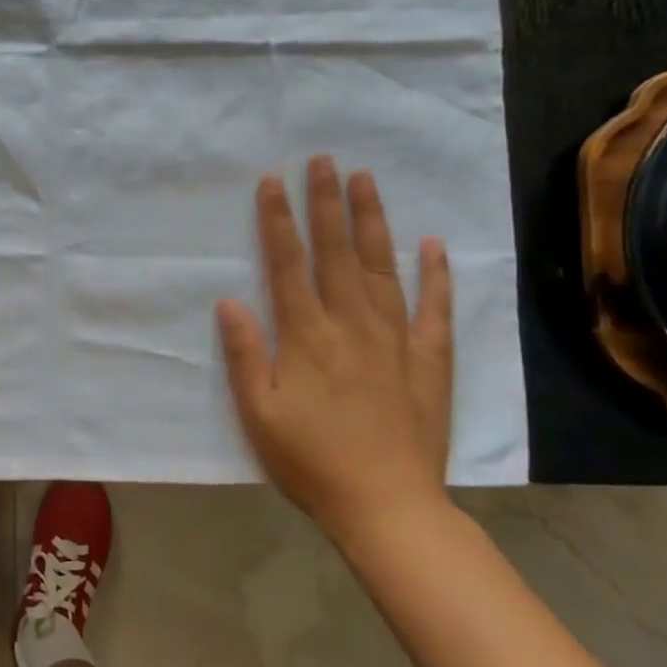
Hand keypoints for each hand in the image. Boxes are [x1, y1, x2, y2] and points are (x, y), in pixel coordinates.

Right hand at [216, 156, 454, 550]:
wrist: (387, 505)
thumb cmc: (311, 461)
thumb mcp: (259, 414)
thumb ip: (246, 355)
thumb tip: (230, 301)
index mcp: (307, 337)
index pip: (288, 265)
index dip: (278, 222)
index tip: (273, 182)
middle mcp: (352, 325)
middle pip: (337, 253)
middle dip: (327, 204)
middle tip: (325, 160)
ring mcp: (396, 339)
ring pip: (383, 267)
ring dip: (373, 222)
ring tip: (366, 181)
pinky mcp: (430, 359)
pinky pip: (435, 308)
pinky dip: (436, 274)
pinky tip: (433, 244)